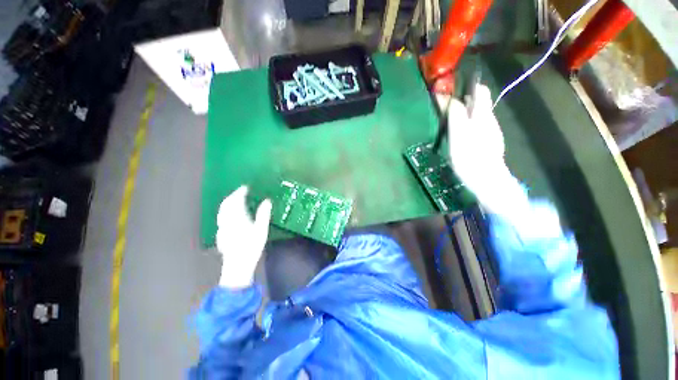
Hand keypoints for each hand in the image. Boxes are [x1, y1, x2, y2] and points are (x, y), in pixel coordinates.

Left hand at [216, 186, 271, 288]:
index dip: (240, 192)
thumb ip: (263, 214)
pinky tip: (230, 214)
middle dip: (232, 196)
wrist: (237, 266)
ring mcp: (222, 227)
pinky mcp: (221, 234)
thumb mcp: (261, 230)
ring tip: (235, 200)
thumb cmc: (251, 247)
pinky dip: (226, 211)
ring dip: (228, 202)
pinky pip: (222, 217)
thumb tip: (267, 201)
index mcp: (237, 218)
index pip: (236, 201)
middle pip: (226, 204)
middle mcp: (227, 221)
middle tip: (240, 191)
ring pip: (222, 211)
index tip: (245, 187)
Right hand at [447, 84, 527, 217]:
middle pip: (478, 103)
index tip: (451, 93)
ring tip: (451, 127)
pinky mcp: (489, 142)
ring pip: (477, 116)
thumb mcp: (458, 135)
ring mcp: (491, 131)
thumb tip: (451, 99)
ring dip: (464, 116)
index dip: (466, 87)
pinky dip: (468, 127)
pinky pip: (478, 127)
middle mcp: (489, 119)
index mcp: (482, 115)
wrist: (486, 180)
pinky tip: (461, 138)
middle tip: (446, 113)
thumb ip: (455, 115)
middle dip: (463, 103)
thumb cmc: (469, 157)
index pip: (479, 91)